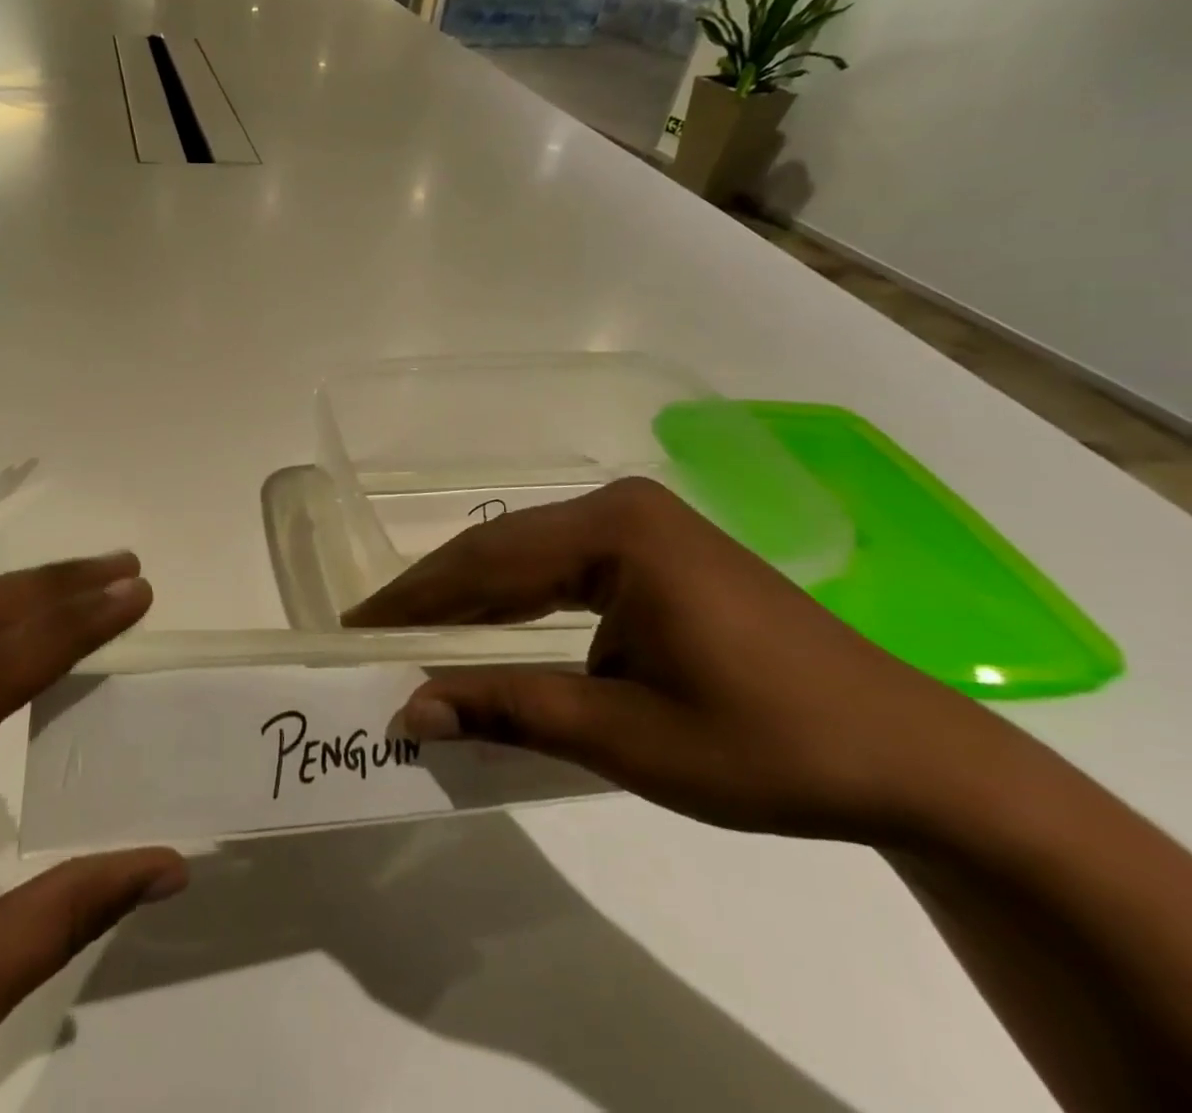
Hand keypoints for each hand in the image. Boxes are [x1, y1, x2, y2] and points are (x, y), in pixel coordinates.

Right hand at [344, 478, 1012, 846]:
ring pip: (526, 557)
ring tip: (412, 633)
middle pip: (499, 549)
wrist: (913, 761)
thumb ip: (509, 712)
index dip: (414, 599)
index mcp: (614, 531)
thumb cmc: (768, 746)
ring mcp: (642, 525)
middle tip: (371, 633)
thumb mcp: (625, 737)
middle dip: (433, 595)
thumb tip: (408, 712)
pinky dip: (515, 602)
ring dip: (470, 598)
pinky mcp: (657, 552)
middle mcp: (620, 508)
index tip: (356, 628)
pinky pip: (562, 569)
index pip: (485, 561)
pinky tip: (486, 627)